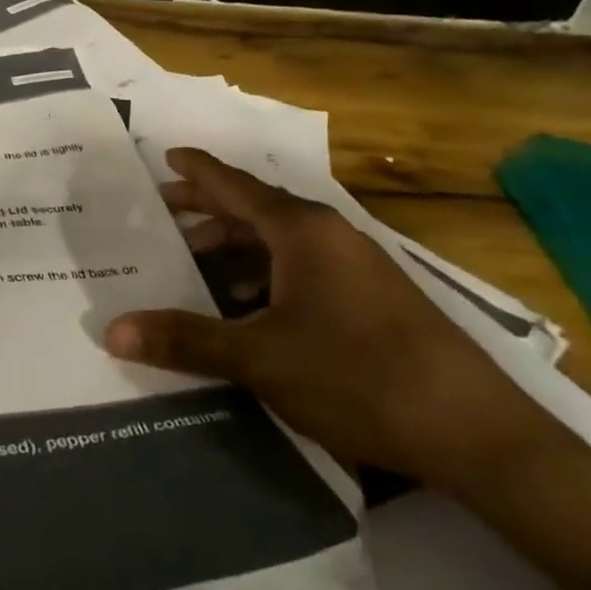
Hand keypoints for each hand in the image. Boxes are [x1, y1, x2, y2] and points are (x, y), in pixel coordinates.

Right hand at [103, 147, 558, 491]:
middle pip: (254, 210)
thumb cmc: (359, 376)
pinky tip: (245, 308)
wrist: (478, 434)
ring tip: (191, 264)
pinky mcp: (372, 299)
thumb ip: (186, 340)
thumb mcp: (260, 358)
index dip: (197, 170)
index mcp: (301, 231)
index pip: (235, 185)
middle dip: (206, 211)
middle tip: (160, 216)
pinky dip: (263, 276)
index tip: (165, 155)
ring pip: (278, 243)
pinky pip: (301, 269)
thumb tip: (112, 330)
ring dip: (233, 249)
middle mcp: (329, 236)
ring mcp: (356, 267)